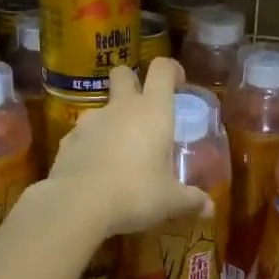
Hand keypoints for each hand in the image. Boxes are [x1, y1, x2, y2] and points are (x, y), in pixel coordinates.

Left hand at [45, 59, 211, 236]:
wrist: (77, 204)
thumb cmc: (135, 193)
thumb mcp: (170, 201)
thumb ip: (191, 201)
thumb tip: (210, 209)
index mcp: (153, 111)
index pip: (163, 69)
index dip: (172, 70)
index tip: (179, 85)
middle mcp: (121, 107)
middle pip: (123, 73)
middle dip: (132, 81)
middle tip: (144, 109)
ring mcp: (90, 121)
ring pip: (102, 107)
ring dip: (111, 120)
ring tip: (120, 152)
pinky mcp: (68, 140)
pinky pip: (83, 135)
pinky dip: (91, 145)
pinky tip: (96, 171)